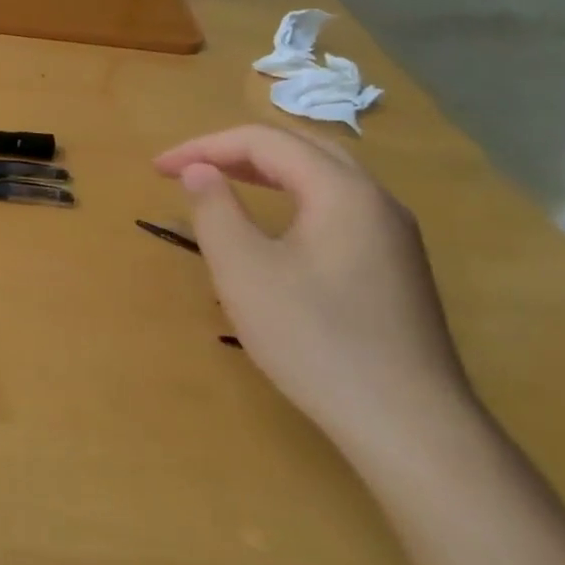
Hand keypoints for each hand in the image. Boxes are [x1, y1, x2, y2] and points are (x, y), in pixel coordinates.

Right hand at [153, 125, 475, 455]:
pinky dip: (292, 196)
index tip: (157, 169)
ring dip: (266, 170)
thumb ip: (215, 211)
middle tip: (187, 168)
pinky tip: (274, 226)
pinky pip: (337, 206)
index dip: (204, 146)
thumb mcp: (244, 272)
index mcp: (341, 190)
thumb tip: (198, 170)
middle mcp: (375, 200)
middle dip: (236, 149)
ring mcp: (392, 234)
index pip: (265, 141)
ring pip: (324, 176)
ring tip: (222, 183)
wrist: (406, 422)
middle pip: (300, 147)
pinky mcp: (394, 266)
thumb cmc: (314, 339)